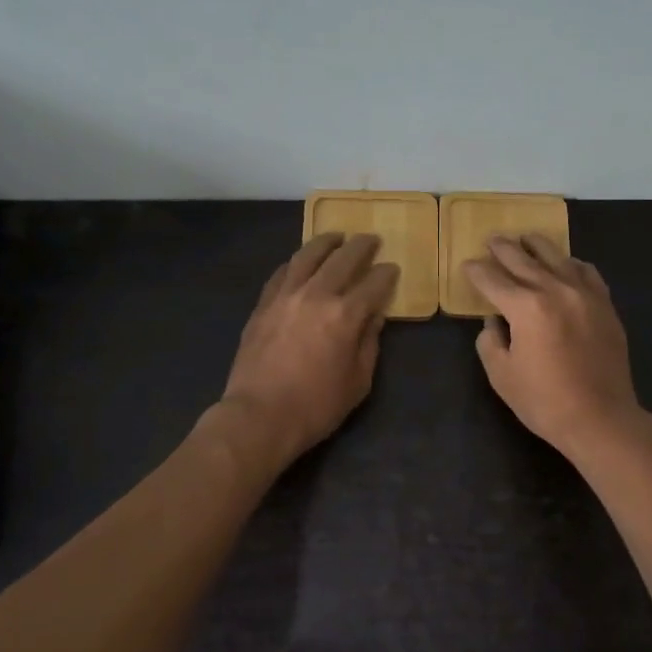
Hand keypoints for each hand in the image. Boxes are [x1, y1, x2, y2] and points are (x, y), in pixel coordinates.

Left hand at [218, 233, 398, 467]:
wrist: (259, 416)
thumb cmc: (316, 406)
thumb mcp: (358, 382)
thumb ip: (369, 344)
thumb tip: (374, 317)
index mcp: (346, 315)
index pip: (374, 284)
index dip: (386, 274)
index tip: (392, 269)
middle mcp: (316, 295)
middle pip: (342, 259)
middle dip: (361, 246)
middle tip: (371, 239)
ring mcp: (285, 296)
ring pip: (308, 256)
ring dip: (325, 242)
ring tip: (336, 235)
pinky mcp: (263, 305)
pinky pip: (282, 273)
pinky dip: (296, 262)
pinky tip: (301, 261)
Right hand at [463, 234, 651, 460]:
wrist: (601, 418)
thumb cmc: (544, 401)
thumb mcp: (502, 375)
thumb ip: (490, 341)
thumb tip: (494, 321)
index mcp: (526, 307)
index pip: (493, 280)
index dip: (477, 272)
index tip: (468, 265)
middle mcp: (555, 290)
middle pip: (524, 261)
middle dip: (503, 249)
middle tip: (492, 239)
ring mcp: (585, 294)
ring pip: (558, 258)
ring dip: (537, 246)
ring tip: (526, 239)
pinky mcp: (605, 305)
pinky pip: (587, 272)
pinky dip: (571, 264)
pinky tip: (566, 264)